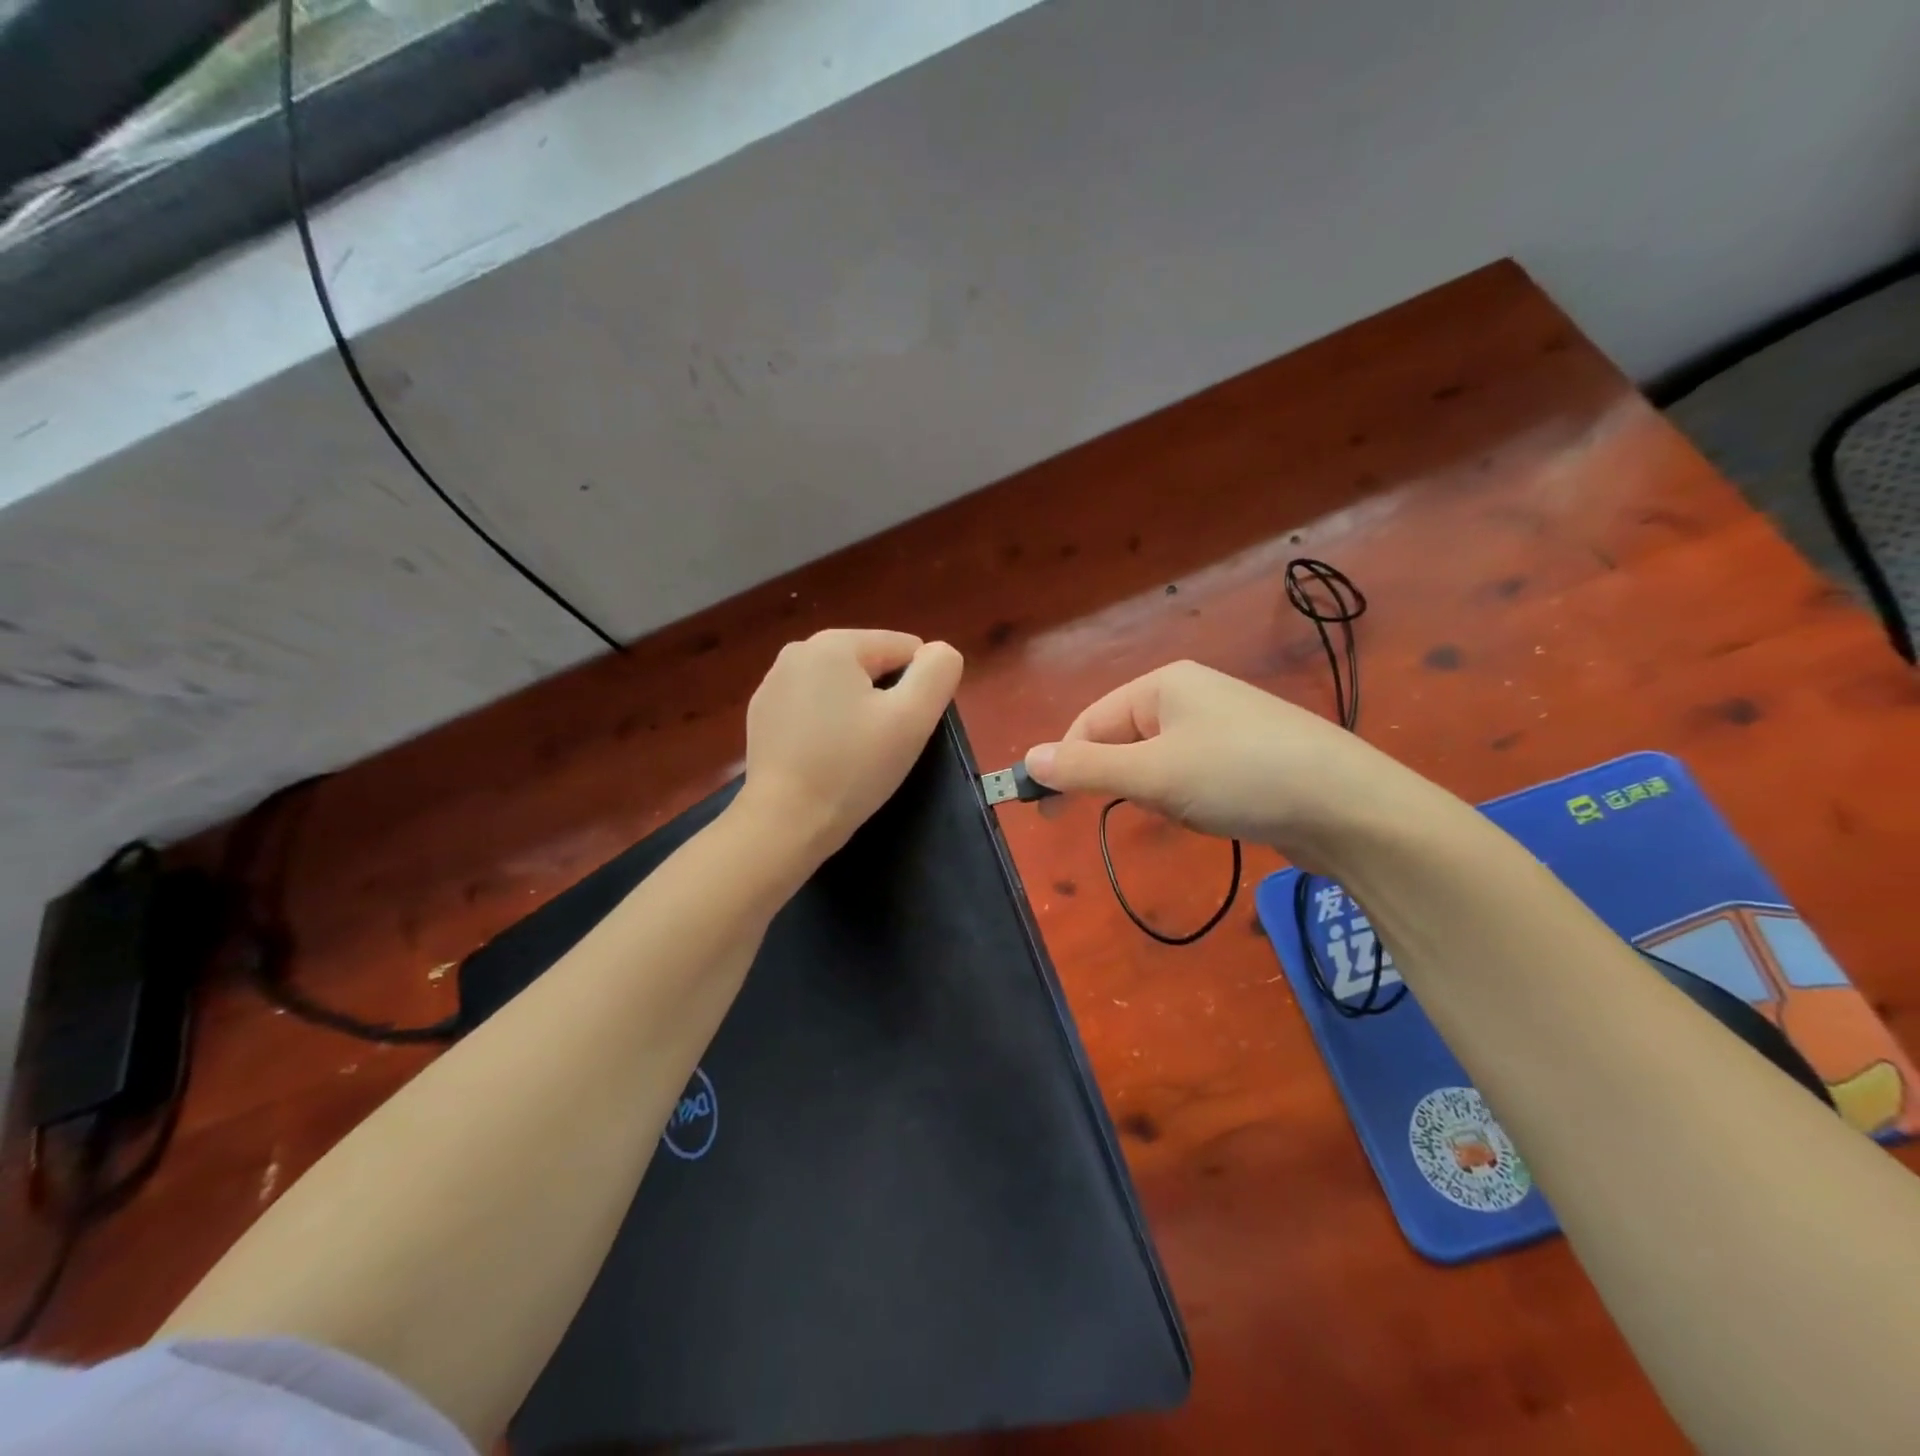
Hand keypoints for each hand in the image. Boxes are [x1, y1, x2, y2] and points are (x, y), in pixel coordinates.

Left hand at [738, 629, 963, 859]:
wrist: (784, 823)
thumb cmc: (852, 767)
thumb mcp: (912, 717)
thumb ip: (937, 673)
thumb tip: (940, 652)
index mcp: (834, 643)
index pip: (904, 648)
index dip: (919, 688)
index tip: (906, 728)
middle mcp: (797, 652)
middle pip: (870, 665)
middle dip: (886, 699)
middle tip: (884, 745)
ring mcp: (773, 684)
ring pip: (841, 687)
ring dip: (858, 712)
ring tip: (854, 754)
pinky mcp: (761, 715)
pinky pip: (813, 708)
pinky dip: (828, 726)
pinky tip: (826, 759)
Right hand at [1024, 660, 1416, 867]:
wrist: (1349, 806)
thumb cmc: (1238, 777)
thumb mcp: (1152, 774)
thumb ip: (1085, 769)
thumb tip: (1028, 760)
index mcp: (1162, 684)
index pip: (1090, 722)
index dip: (1066, 764)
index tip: (1049, 811)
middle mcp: (1190, 694)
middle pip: (1124, 740)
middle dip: (1124, 782)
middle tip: (1141, 811)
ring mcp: (1224, 723)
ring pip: (1159, 763)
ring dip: (1160, 794)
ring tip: (1193, 812)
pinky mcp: (1249, 754)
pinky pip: (1194, 774)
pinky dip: (1190, 798)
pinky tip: (1216, 814)